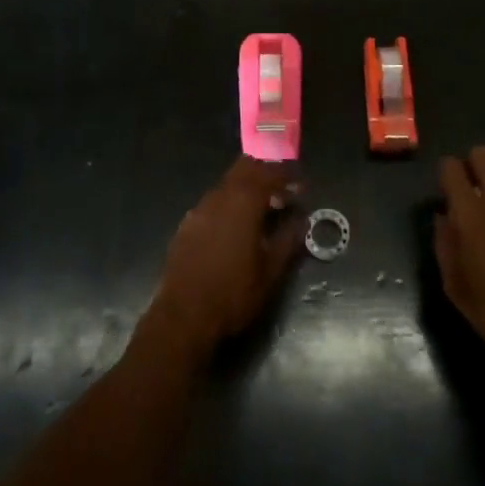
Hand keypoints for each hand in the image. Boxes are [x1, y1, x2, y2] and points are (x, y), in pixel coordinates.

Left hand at [146, 156, 304, 361]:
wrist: (183, 316)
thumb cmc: (233, 293)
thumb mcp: (270, 271)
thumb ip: (288, 239)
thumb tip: (301, 219)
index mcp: (243, 202)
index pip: (269, 174)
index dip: (287, 176)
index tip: (300, 186)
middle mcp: (220, 196)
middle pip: (244, 169)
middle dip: (265, 173)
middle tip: (282, 191)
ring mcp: (199, 208)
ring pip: (227, 184)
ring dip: (247, 189)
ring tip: (262, 210)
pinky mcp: (187, 224)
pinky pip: (213, 202)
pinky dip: (230, 204)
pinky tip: (235, 227)